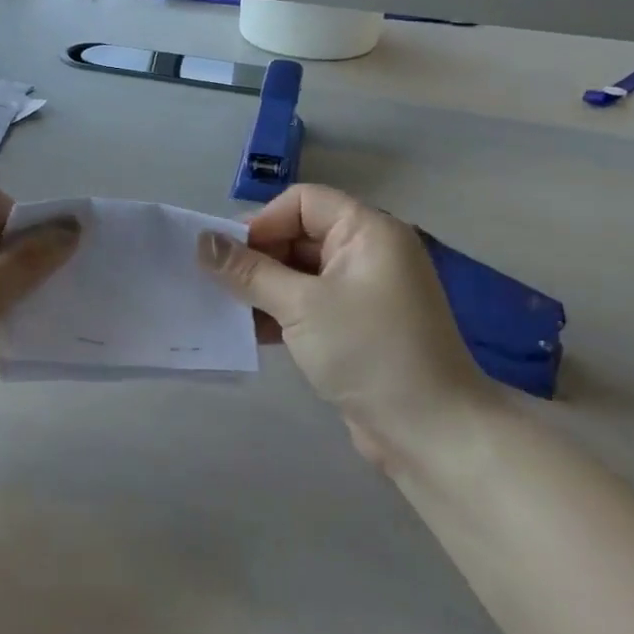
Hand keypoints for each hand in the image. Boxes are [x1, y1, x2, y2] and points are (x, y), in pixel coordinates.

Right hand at [197, 185, 501, 470]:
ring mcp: (365, 292)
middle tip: (218, 283)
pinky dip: (281, 312)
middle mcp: (369, 253)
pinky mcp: (357, 326)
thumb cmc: (368, 352)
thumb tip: (202, 241)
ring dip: (263, 288)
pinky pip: (310, 303)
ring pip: (300, 273)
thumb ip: (248, 271)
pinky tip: (250, 331)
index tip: (230, 256)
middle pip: (299, 235)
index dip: (263, 222)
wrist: (430, 432)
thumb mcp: (300, 306)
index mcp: (368, 231)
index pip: (303, 202)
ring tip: (226, 308)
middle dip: (257, 257)